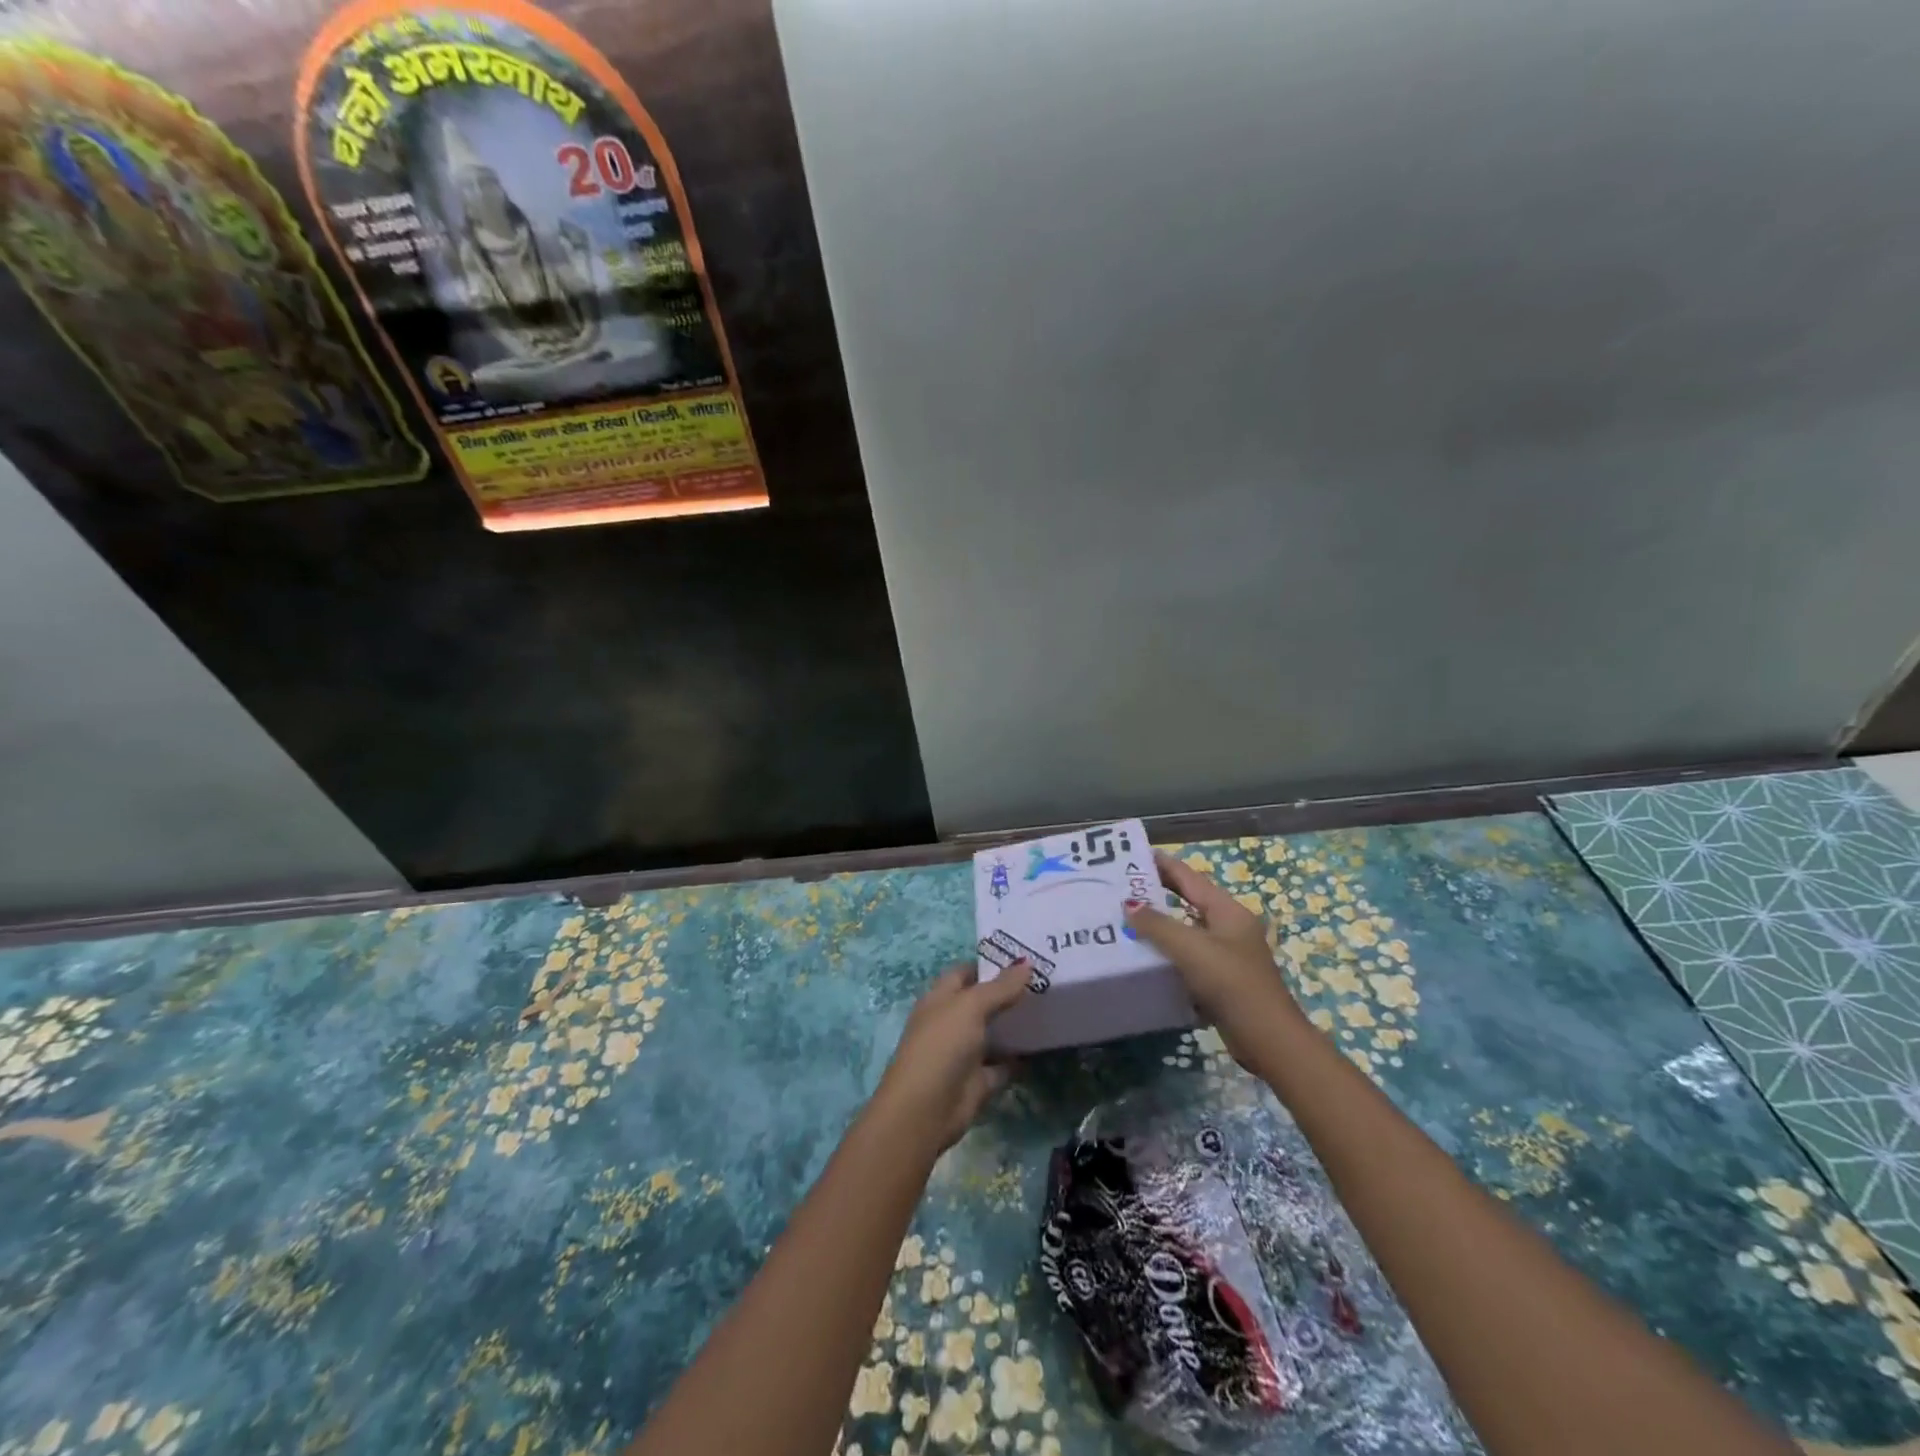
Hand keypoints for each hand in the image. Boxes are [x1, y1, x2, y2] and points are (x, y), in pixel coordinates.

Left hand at [871, 961, 1030, 1154]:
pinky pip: (1004, 1064)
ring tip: (1051, 1007)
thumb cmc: (942, 1046)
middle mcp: (951, 1022)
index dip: (990, 964)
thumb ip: (1000, 987)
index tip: (1024, 958)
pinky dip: (1020, 1058)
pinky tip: (1044, 1046)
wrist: (926, 1110)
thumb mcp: (970, 1007)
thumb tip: (1026, 962)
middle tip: (1046, 979)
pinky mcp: (979, 1080)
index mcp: (940, 998)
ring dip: (1016, 1024)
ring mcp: (965, 1053)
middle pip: (983, 1002)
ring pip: (994, 1033)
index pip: (966, 972)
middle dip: (1009, 992)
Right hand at [1124, 850, 1307, 1063]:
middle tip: (1123, 886)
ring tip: (1126, 919)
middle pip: (1189, 901)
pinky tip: (1144, 957)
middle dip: (1158, 893)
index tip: (1134, 855)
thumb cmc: (1231, 983)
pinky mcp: (1221, 980)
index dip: (1163, 864)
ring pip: (1187, 930)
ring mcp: (1226, 954)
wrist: (1267, 1039)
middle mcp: (1229, 927)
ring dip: (1160, 925)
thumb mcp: (1191, 948)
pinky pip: (1188, 957)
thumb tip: (1129, 904)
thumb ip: (1157, 925)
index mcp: (1228, 911)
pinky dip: (1168, 953)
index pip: (1190, 878)